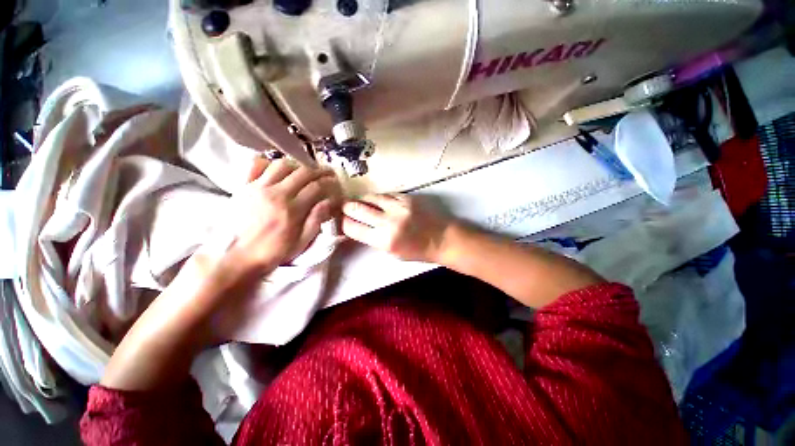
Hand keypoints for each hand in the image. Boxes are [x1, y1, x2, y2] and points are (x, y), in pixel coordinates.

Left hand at [211, 158, 341, 275]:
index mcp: (292, 209)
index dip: (329, 182)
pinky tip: (278, 168)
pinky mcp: (244, 187)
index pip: (316, 187)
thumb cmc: (274, 251)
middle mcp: (276, 193)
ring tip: (305, 170)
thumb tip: (328, 202)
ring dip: (297, 165)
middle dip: (319, 170)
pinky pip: (256, 165)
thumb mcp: (302, 241)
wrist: (237, 256)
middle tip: (327, 171)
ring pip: (282, 164)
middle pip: (303, 172)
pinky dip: (269, 162)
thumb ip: (316, 220)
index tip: (336, 181)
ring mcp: (258, 187)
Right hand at [342, 194, 452, 262]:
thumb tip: (358, 227)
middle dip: (347, 208)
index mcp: (384, 241)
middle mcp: (389, 222)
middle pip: (357, 209)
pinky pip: (386, 194)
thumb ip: (374, 239)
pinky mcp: (407, 198)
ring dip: (361, 200)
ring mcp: (398, 207)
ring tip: (359, 201)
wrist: (442, 238)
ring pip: (370, 197)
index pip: (353, 228)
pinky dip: (378, 197)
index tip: (341, 221)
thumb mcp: (392, 252)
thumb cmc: (418, 251)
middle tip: (344, 207)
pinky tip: (376, 200)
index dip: (343, 223)